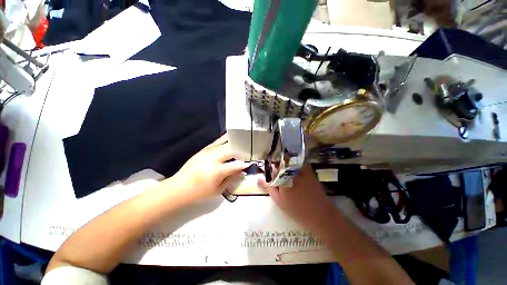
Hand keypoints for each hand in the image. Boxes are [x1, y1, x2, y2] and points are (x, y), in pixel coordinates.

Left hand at [161, 134, 249, 203]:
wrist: (178, 188)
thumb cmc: (199, 193)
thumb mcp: (218, 190)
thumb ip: (232, 178)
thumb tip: (242, 170)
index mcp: (218, 170)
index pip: (236, 164)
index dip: (245, 163)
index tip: (252, 162)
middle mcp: (214, 158)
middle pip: (232, 149)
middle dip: (242, 149)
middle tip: (249, 150)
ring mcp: (208, 151)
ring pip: (225, 142)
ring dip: (235, 142)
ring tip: (243, 141)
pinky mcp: (204, 149)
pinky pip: (217, 141)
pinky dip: (225, 139)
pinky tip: (231, 137)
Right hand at [258, 164, 335, 228]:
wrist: (321, 215)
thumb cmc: (297, 209)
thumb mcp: (279, 200)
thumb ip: (268, 187)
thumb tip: (258, 178)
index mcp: (284, 173)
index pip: (273, 165)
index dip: (272, 170)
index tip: (272, 177)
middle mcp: (293, 168)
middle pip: (282, 163)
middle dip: (279, 170)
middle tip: (280, 182)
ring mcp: (303, 168)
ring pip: (290, 164)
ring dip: (287, 169)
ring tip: (289, 182)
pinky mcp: (310, 171)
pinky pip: (299, 166)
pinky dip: (295, 170)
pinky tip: (296, 181)